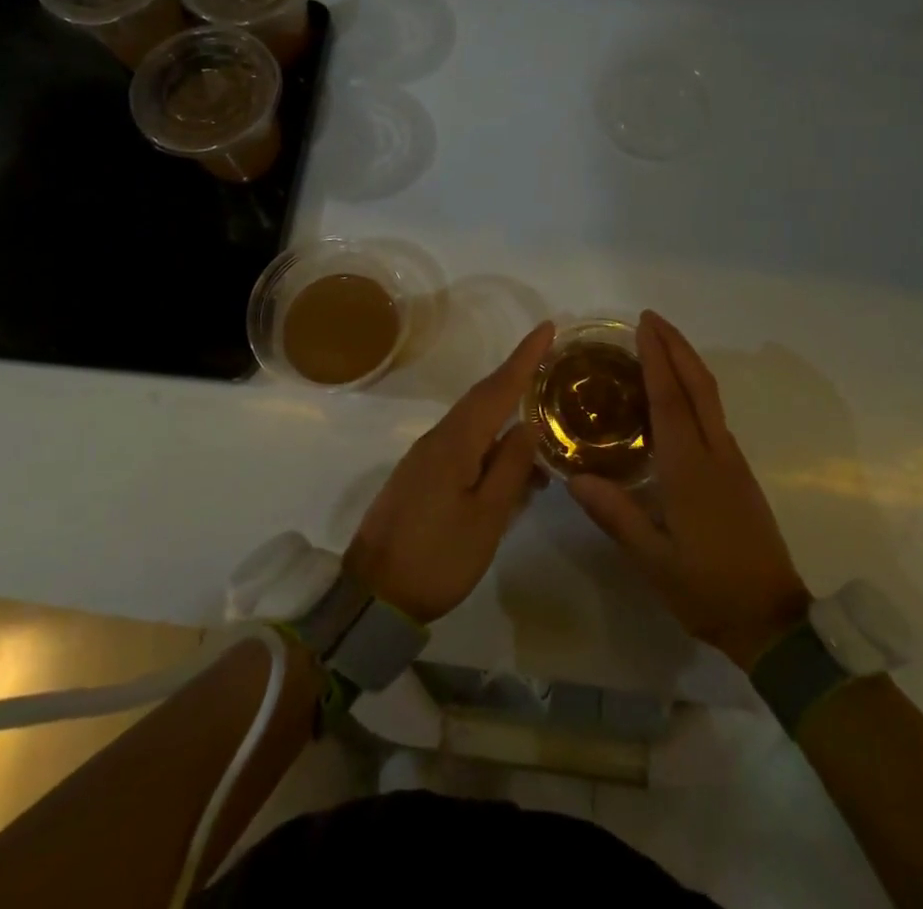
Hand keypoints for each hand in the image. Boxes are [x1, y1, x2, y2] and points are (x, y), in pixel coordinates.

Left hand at [343, 322, 553, 623]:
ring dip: (504, 410)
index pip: (497, 388)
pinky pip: (462, 442)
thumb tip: (528, 426)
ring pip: (473, 421)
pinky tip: (509, 461)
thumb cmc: (437, 557)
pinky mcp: (420, 475)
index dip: (524, 358)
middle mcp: (438, 438)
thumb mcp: (485, 518)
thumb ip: (509, 468)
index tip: (547, 328)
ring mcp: (425, 456)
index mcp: (455, 442)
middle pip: (482, 397)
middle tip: (548, 357)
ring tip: (539, 414)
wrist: (373, 595)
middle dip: (515, 375)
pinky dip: (489, 439)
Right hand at [569, 311, 810, 668]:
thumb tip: (573, 477)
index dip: (657, 358)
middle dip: (676, 346)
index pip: (670, 399)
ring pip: (710, 397)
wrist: (773, 621)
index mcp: (690, 469)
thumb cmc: (708, 589)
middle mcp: (715, 453)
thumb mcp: (653, 561)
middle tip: (651, 319)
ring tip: (661, 345)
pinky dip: (694, 389)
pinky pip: (713, 415)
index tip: (643, 325)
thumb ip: (615, 515)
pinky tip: (677, 396)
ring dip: (687, 363)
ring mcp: (732, 461)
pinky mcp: (739, 473)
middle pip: (698, 385)